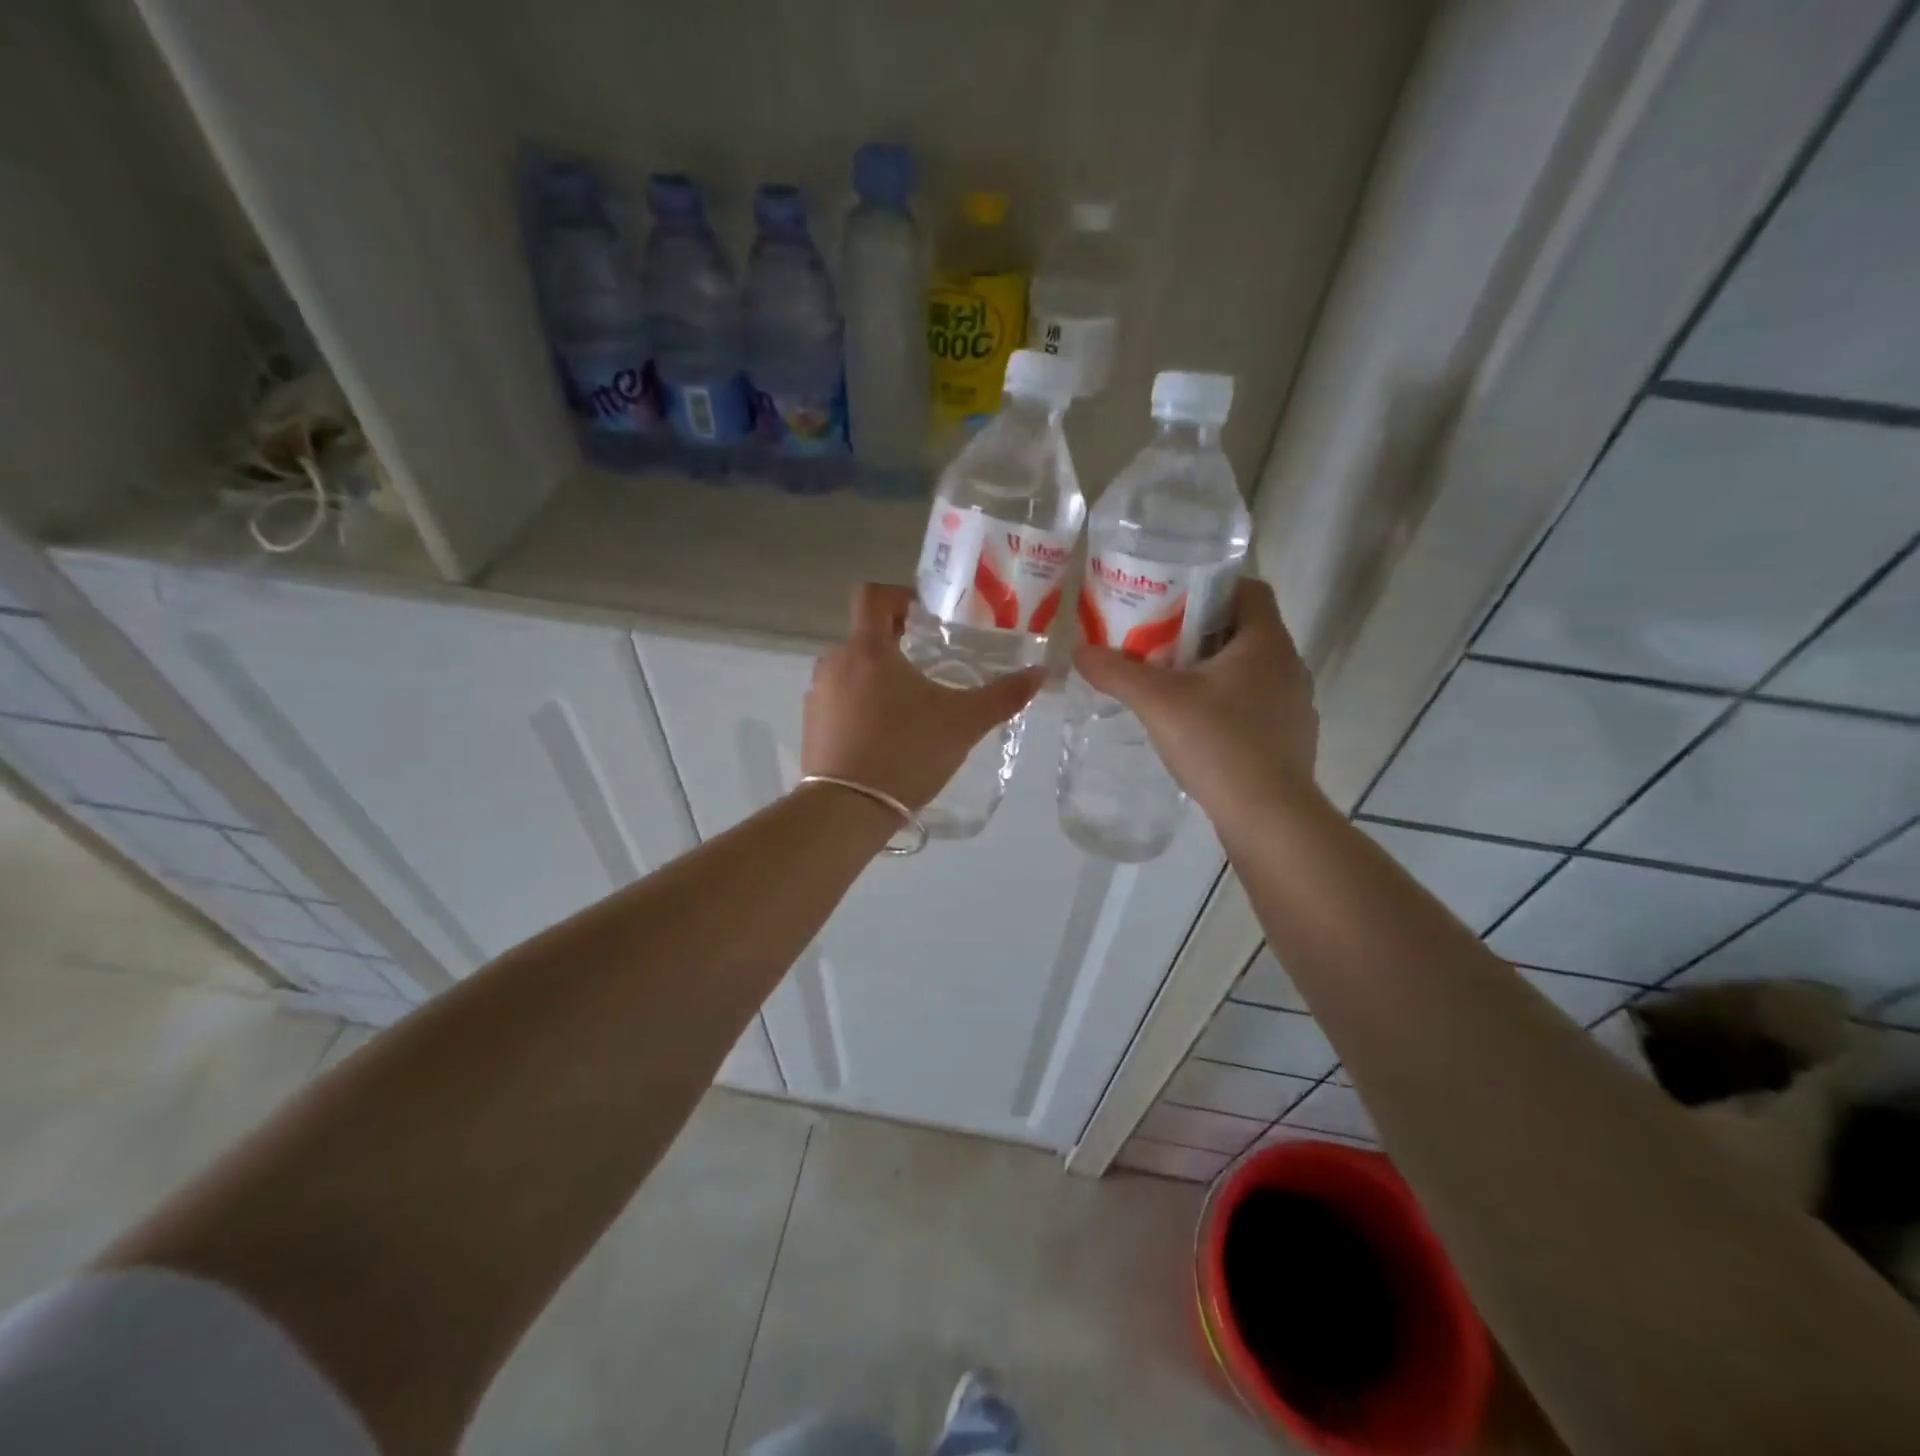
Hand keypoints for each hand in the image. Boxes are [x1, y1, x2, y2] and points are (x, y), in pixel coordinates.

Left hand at [803, 583, 1044, 810]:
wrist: (846, 810)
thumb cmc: (906, 752)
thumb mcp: (963, 724)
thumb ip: (1002, 696)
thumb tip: (1041, 672)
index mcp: (867, 649)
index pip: (872, 596)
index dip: (899, 596)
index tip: (925, 619)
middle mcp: (834, 663)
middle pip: (866, 637)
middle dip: (897, 648)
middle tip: (930, 670)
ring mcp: (817, 696)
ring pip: (852, 672)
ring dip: (878, 681)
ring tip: (910, 711)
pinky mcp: (810, 727)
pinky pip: (839, 703)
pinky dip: (860, 709)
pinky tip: (884, 740)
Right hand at [1073, 578, 1319, 822]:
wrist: (1268, 817)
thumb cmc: (1218, 744)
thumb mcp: (1157, 703)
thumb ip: (1117, 672)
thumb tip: (1079, 651)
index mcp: (1266, 642)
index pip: (1249, 589)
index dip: (1212, 586)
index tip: (1173, 600)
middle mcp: (1289, 665)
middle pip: (1245, 629)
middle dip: (1201, 631)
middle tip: (1158, 643)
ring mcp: (1295, 704)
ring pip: (1251, 670)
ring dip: (1214, 670)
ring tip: (1172, 685)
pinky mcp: (1290, 738)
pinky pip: (1257, 704)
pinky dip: (1228, 704)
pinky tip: (1198, 727)